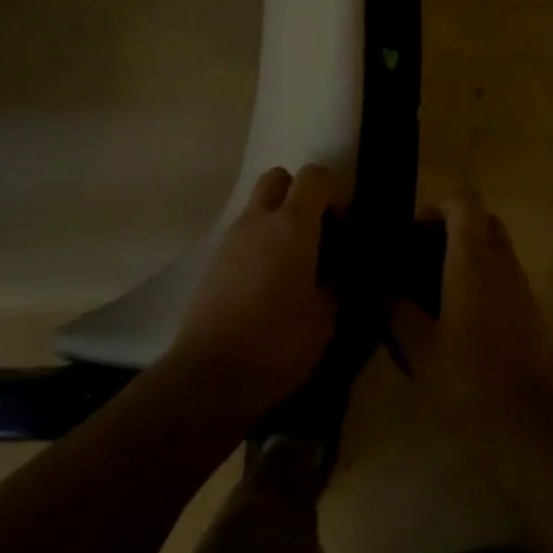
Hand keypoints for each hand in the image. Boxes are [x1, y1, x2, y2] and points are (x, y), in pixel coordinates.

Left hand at [164, 165, 342, 421]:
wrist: (208, 377)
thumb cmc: (277, 344)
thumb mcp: (326, 319)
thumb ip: (337, 283)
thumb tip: (339, 270)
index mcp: (292, 225)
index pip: (316, 176)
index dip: (336, 191)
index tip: (344, 225)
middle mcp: (259, 220)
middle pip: (279, 177)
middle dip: (300, 194)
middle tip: (316, 232)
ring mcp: (231, 238)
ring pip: (258, 206)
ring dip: (278, 220)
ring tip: (294, 265)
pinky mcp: (214, 261)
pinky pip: (243, 235)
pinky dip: (260, 243)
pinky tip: (268, 284)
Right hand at [394, 194, 552, 471]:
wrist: (533, 421)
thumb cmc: (470, 378)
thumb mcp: (419, 349)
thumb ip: (399, 313)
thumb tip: (388, 294)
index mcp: (471, 259)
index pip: (464, 202)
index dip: (438, 206)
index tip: (415, 232)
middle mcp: (500, 261)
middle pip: (483, 219)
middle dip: (455, 228)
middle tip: (426, 257)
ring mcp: (520, 285)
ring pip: (496, 247)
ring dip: (470, 254)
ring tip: (439, 290)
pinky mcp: (531, 310)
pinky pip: (504, 275)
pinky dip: (484, 279)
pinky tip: (462, 316)